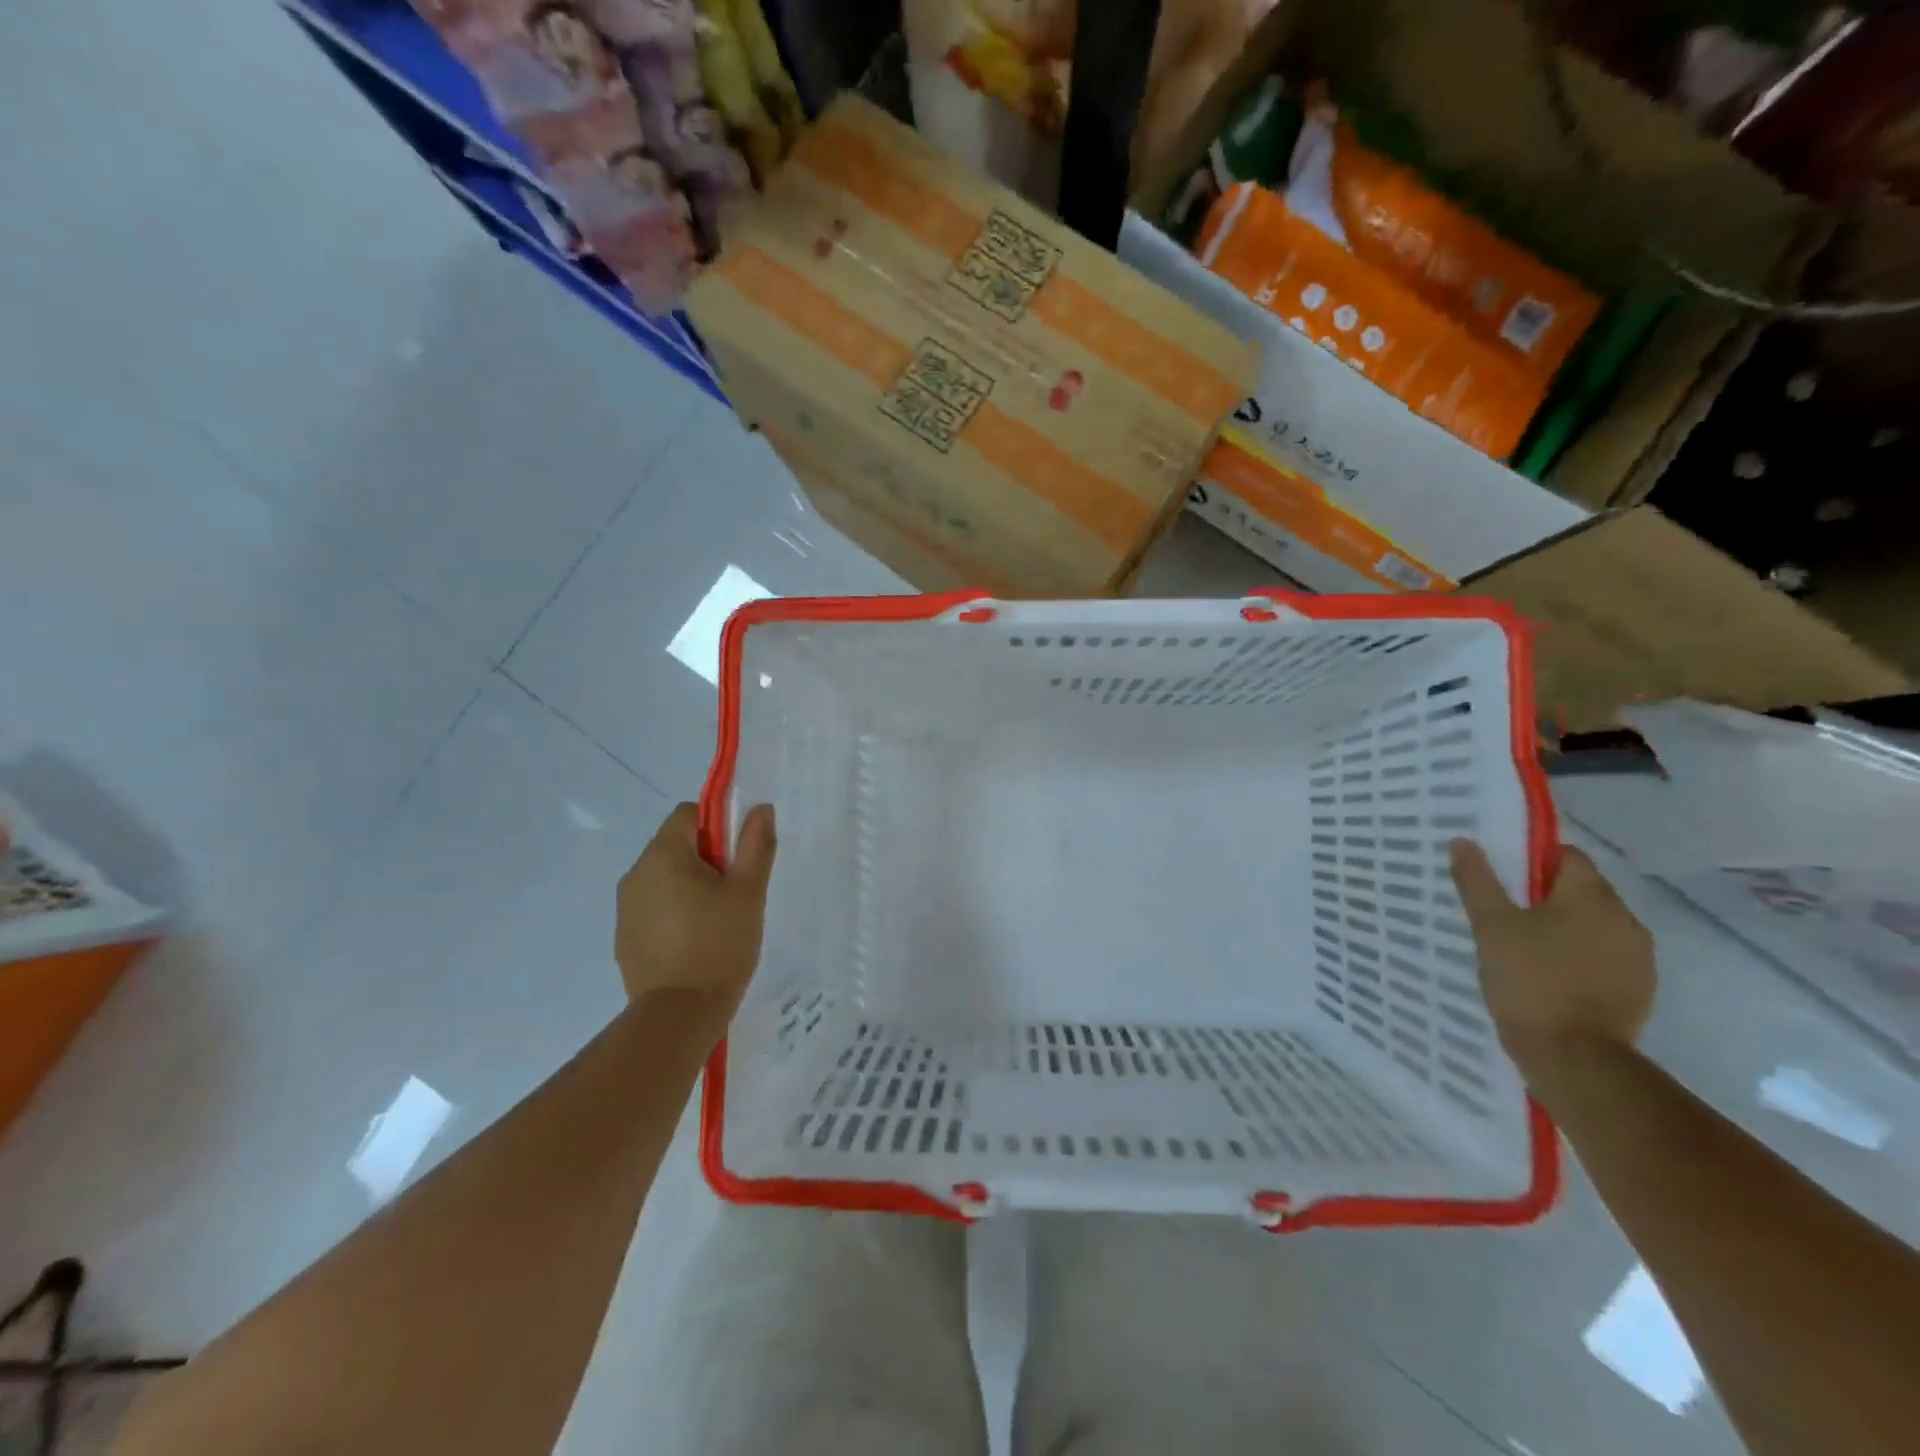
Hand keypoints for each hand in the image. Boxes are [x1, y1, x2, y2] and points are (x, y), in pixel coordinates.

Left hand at [614, 802, 775, 1016]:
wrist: (678, 1015)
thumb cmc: (720, 944)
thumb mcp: (749, 891)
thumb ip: (756, 845)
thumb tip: (760, 808)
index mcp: (664, 854)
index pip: (688, 813)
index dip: (717, 825)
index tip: (737, 858)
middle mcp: (636, 873)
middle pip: (675, 845)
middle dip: (705, 859)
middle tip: (734, 891)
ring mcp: (625, 908)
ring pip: (664, 878)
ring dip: (689, 886)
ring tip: (717, 920)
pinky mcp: (624, 938)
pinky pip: (653, 908)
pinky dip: (674, 914)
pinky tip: (695, 943)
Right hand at [1449, 840, 1655, 1073]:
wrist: (1574, 1056)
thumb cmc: (1529, 979)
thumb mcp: (1490, 925)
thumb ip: (1478, 880)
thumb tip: (1464, 841)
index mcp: (1591, 896)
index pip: (1567, 856)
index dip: (1533, 860)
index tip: (1502, 878)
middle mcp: (1625, 918)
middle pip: (1583, 889)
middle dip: (1547, 894)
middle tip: (1504, 912)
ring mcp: (1638, 956)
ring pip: (1595, 924)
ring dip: (1565, 926)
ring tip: (1524, 945)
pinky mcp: (1639, 989)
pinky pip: (1605, 955)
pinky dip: (1579, 955)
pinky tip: (1549, 974)